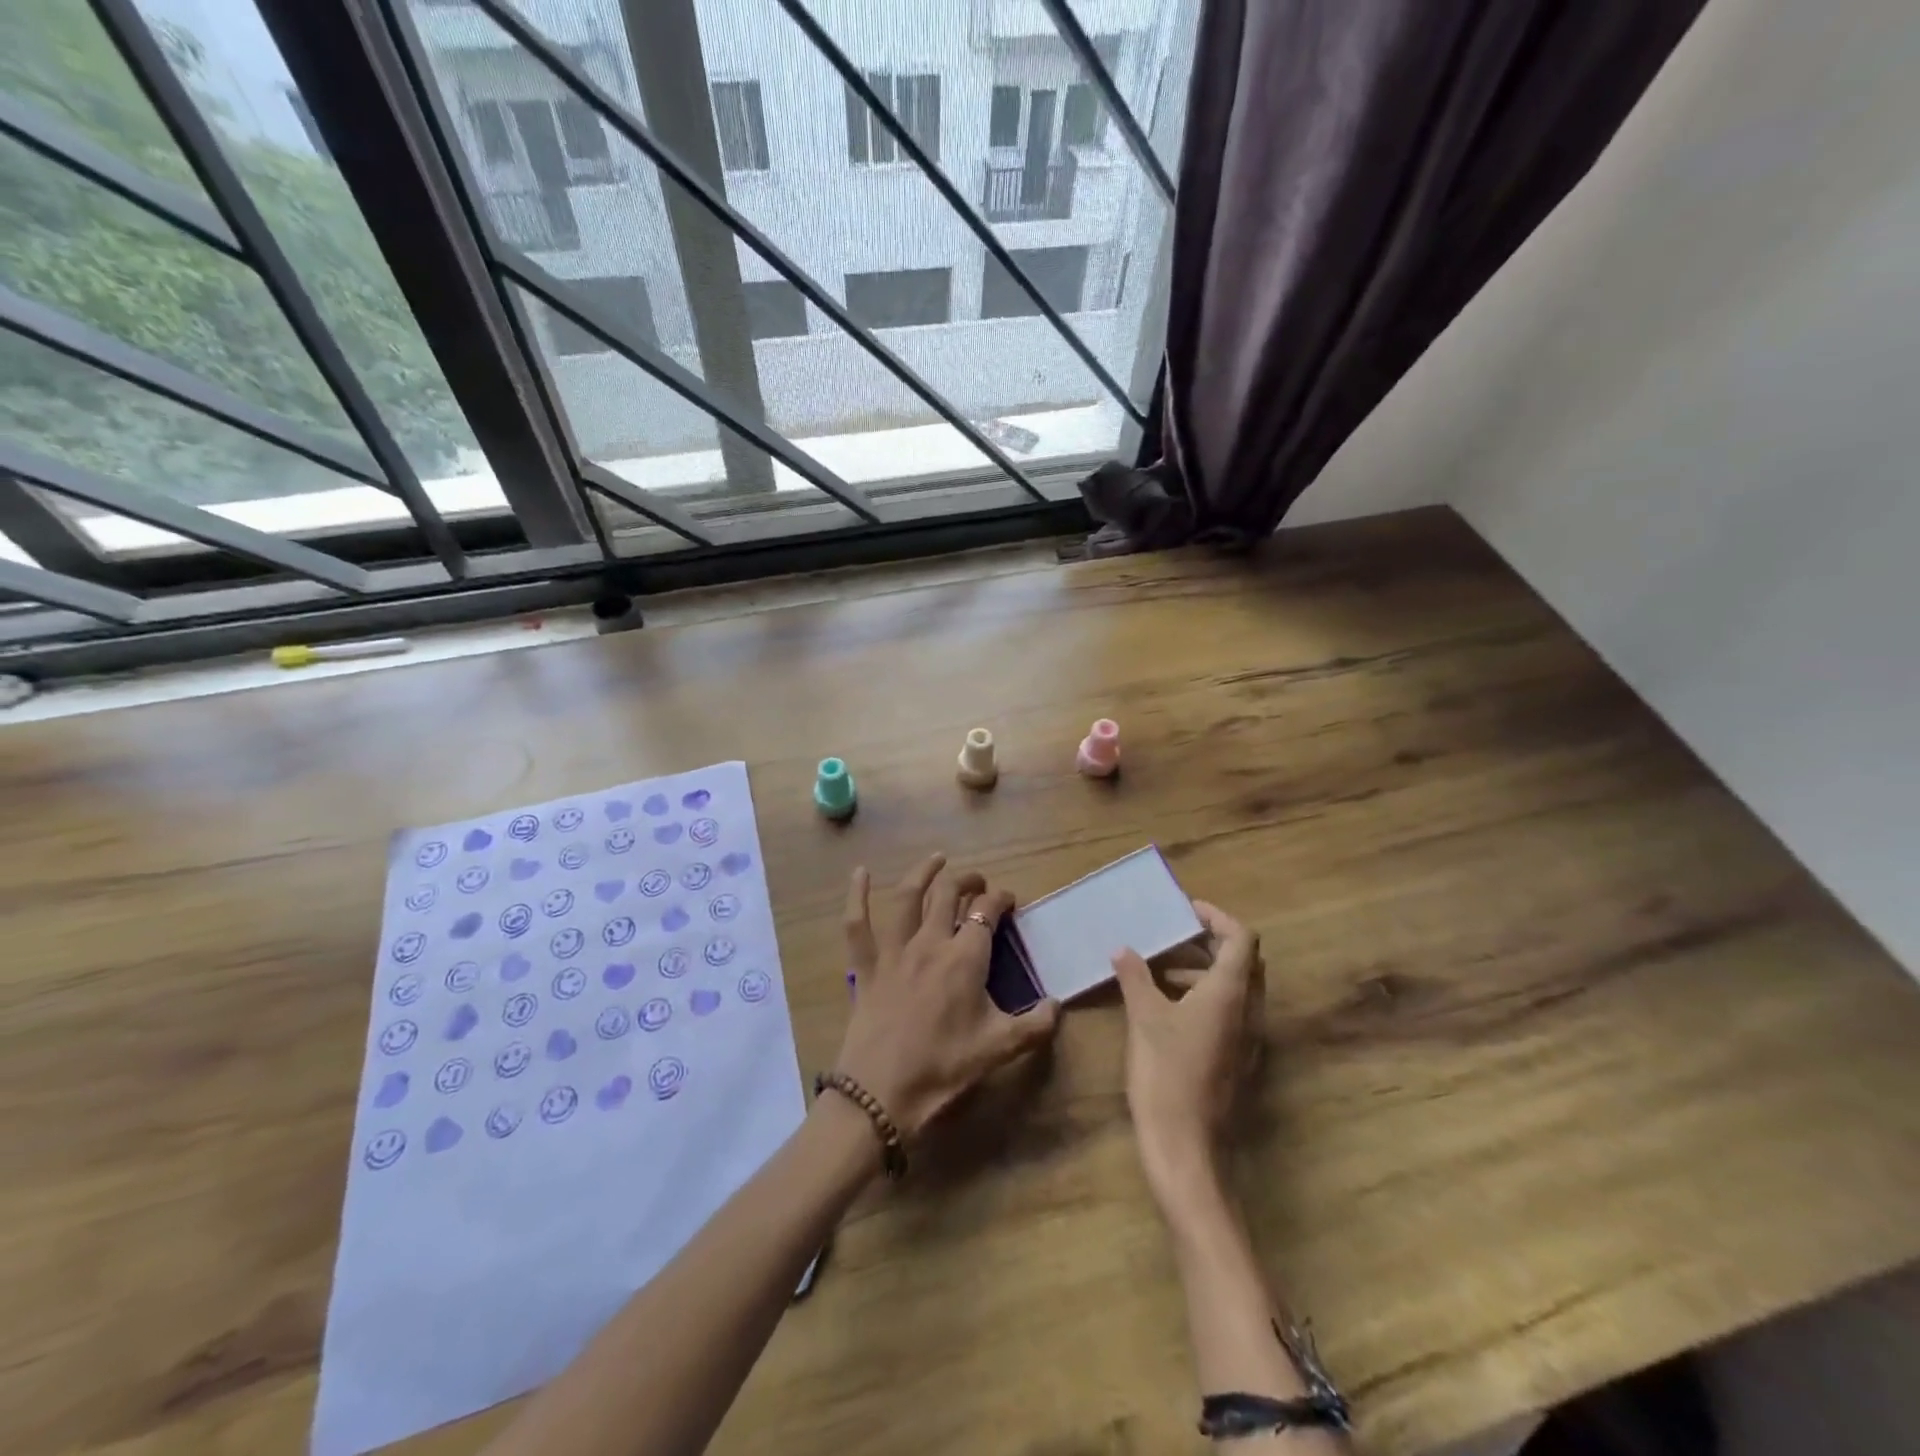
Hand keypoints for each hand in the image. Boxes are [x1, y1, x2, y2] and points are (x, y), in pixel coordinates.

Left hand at [834, 853, 1060, 1141]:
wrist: (882, 1093)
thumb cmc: (944, 1068)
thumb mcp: (999, 1049)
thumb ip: (1035, 1026)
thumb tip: (1058, 1006)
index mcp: (965, 958)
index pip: (987, 912)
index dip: (1000, 899)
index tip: (1009, 901)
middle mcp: (931, 942)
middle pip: (949, 894)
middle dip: (967, 881)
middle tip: (978, 882)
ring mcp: (894, 951)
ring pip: (908, 897)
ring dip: (924, 872)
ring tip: (937, 859)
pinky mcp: (867, 965)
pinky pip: (857, 924)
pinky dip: (856, 895)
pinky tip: (859, 872)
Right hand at [1112, 901, 1264, 1205]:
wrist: (1186, 1148)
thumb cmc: (1166, 1075)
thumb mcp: (1144, 1019)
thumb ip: (1135, 977)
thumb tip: (1122, 949)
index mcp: (1230, 994)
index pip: (1241, 938)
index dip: (1216, 917)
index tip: (1185, 910)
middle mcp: (1249, 1011)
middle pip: (1242, 961)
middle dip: (1209, 942)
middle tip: (1171, 935)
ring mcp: (1248, 1039)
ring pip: (1235, 988)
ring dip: (1202, 971)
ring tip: (1158, 971)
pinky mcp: (1238, 1060)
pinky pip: (1229, 1013)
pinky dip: (1203, 997)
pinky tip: (1167, 1009)